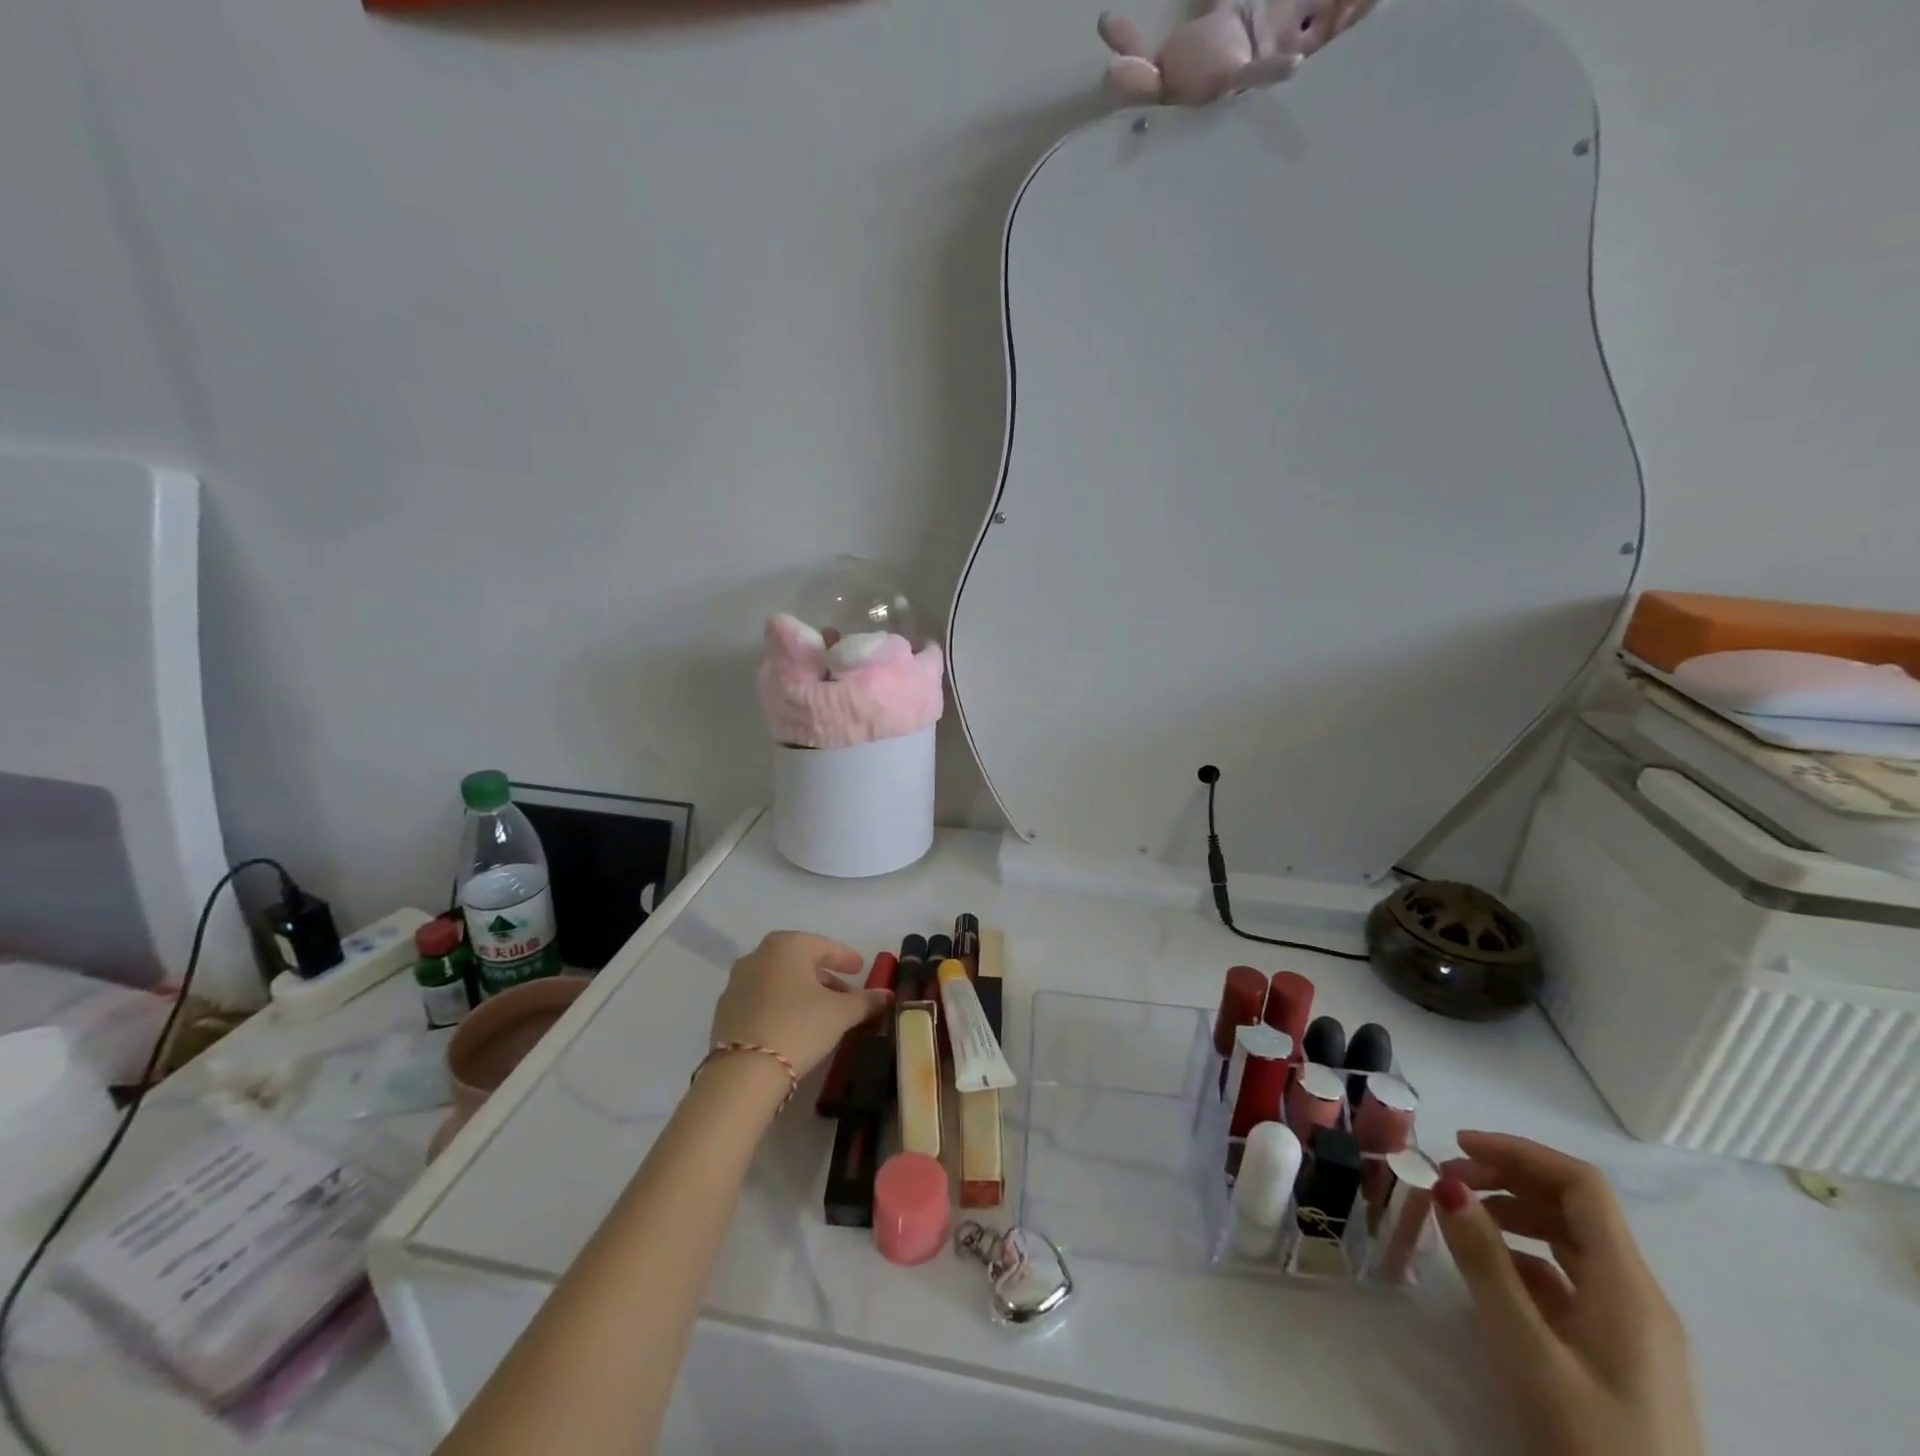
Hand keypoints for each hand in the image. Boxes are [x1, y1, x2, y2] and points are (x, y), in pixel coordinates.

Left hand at [709, 932, 889, 1076]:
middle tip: (845, 994)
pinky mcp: (725, 1010)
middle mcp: (758, 955)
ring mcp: (737, 982)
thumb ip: (866, 1001)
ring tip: (821, 1012)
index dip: (846, 957)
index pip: (824, 946)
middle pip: (800, 961)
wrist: (743, 1072)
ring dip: (801, 991)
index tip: (861, 968)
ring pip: (779, 980)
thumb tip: (886, 995)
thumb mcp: (841, 1014)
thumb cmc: (799, 1026)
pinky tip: (793, 1025)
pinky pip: (762, 998)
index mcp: (787, 945)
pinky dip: (780, 1005)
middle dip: (824, 976)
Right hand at [1435, 1132, 1704, 1455]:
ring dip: (1513, 1214)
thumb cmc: (1589, 1439)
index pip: (1580, 1184)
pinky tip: (1488, 1275)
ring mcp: (1631, 1327)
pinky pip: (1569, 1280)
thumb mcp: (1526, 1349)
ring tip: (1459, 1220)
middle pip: (1574, 1207)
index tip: (1456, 1146)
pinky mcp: (1617, 1354)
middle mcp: (1637, 1296)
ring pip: (1570, 1241)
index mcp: (1628, 1286)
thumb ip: (1485, 1263)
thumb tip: (1447, 1183)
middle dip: (1507, 1178)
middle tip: (1445, 1182)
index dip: (1519, 1152)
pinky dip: (1524, 1257)